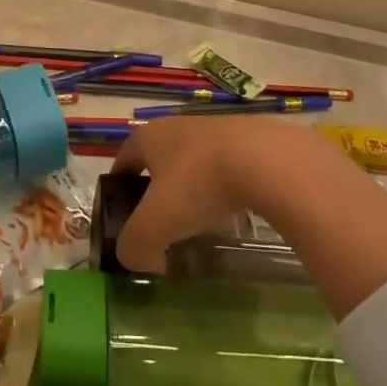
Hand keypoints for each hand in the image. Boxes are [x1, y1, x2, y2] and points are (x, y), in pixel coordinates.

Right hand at [109, 118, 332, 271]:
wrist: (267, 160)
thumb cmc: (199, 184)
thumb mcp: (156, 224)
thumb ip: (135, 246)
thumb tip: (141, 259)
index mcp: (149, 136)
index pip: (124, 159)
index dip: (119, 187)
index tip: (123, 215)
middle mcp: (179, 126)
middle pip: (159, 160)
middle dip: (158, 191)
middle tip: (163, 224)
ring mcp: (216, 129)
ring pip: (195, 163)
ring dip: (194, 189)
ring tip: (202, 222)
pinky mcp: (250, 140)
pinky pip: (227, 167)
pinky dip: (224, 189)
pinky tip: (235, 212)